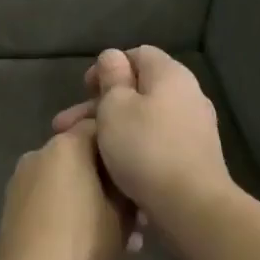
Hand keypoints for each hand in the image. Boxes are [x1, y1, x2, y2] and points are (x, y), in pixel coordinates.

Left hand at [0, 121, 134, 259]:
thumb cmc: (83, 243)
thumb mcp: (123, 218)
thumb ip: (129, 190)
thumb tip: (132, 182)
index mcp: (66, 146)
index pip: (100, 127)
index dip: (124, 147)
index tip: (142, 170)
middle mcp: (39, 154)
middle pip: (83, 157)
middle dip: (110, 183)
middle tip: (137, 215)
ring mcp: (21, 180)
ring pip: (67, 182)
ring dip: (93, 202)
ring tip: (121, 238)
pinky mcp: (12, 206)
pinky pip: (50, 200)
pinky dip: (70, 213)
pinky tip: (91, 244)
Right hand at [51, 46, 230, 231]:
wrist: (191, 205)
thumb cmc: (145, 148)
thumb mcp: (115, 106)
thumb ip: (112, 78)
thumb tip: (113, 57)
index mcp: (170, 75)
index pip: (137, 54)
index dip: (107, 67)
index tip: (84, 90)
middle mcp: (188, 95)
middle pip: (138, 89)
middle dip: (99, 105)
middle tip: (65, 127)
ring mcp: (194, 127)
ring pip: (144, 118)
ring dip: (112, 129)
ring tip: (81, 150)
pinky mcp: (194, 157)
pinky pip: (156, 141)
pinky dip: (133, 147)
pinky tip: (112, 166)